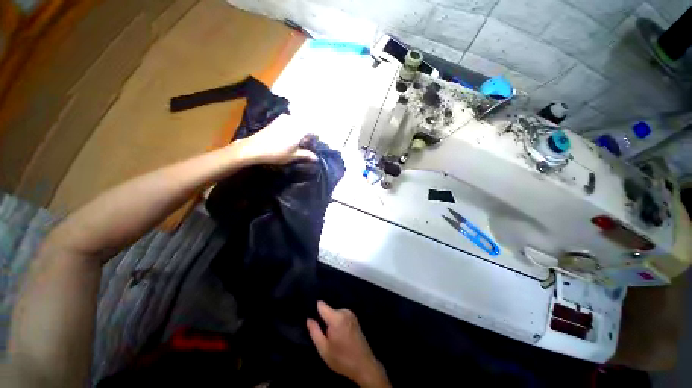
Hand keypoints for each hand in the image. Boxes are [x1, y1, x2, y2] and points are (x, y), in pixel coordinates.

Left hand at [232, 115, 317, 164]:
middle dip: (307, 135)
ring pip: (298, 124)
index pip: (314, 131)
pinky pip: (290, 122)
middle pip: (306, 126)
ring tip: (296, 142)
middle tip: (304, 145)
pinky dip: (292, 128)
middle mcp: (294, 120)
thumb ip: (306, 155)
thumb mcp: (294, 156)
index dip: (315, 139)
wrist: (254, 147)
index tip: (313, 146)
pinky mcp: (277, 120)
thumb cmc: (277, 153)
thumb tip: (316, 158)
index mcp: (300, 129)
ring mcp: (285, 118)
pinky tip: (288, 137)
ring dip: (300, 131)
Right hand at [307, 301, 390, 387]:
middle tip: (322, 333)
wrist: (364, 365)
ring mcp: (351, 314)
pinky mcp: (354, 318)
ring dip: (330, 321)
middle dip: (323, 319)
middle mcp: (344, 311)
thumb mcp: (324, 349)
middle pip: (328, 310)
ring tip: (330, 336)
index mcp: (336, 317)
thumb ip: (314, 332)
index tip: (309, 316)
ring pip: (334, 313)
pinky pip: (341, 316)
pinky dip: (337, 322)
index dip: (314, 309)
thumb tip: (308, 319)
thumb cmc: (342, 358)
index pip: (321, 304)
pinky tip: (338, 335)